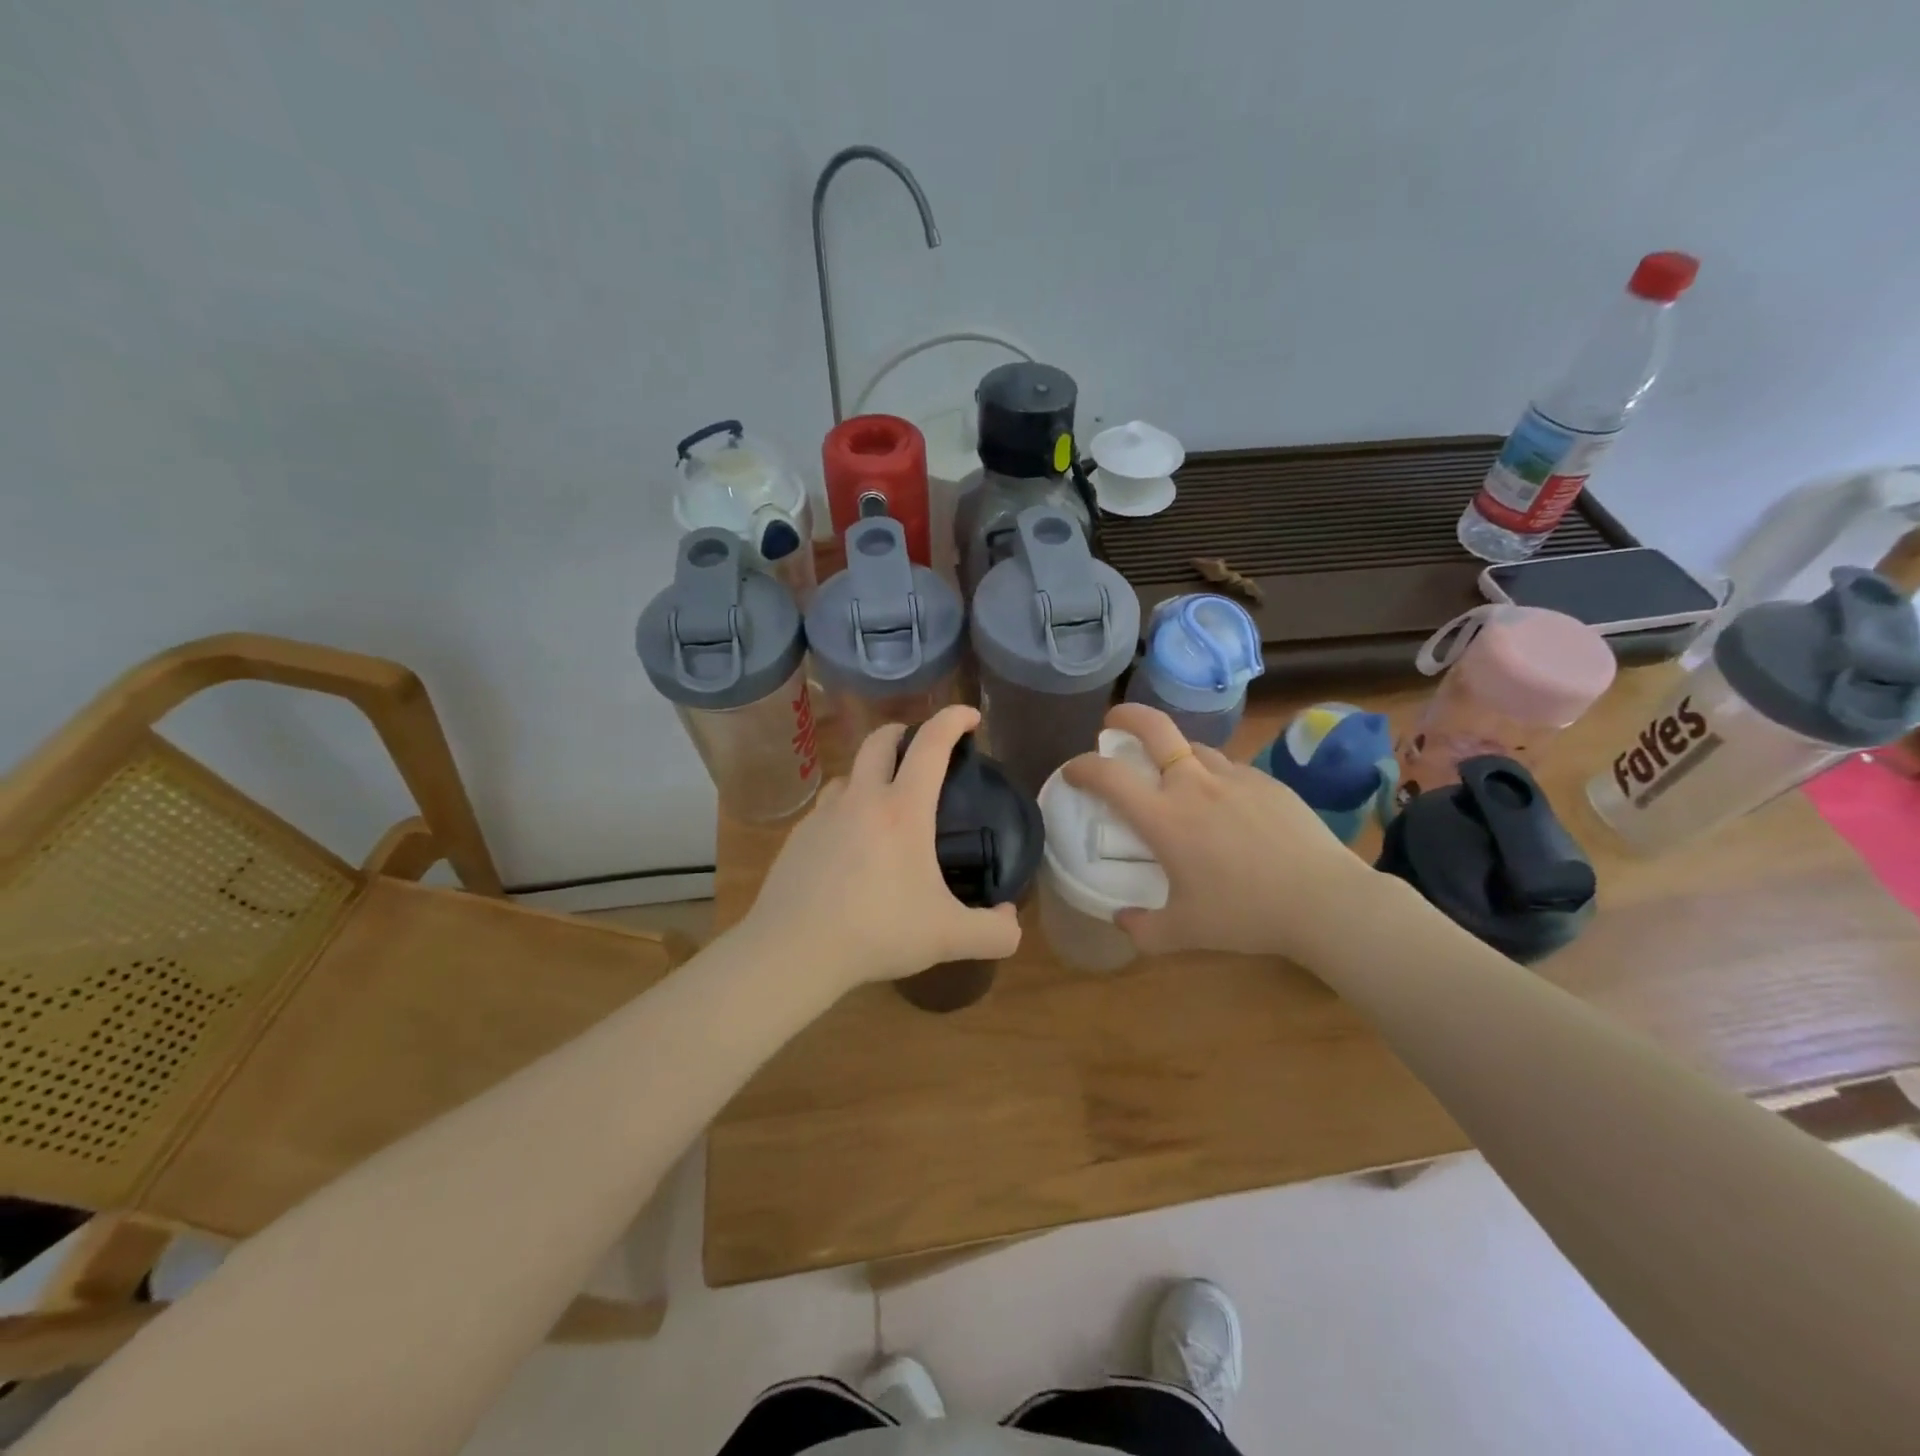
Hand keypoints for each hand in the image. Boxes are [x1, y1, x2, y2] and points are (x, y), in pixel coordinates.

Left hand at [739, 705, 1021, 993]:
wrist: (794, 951)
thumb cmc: (877, 932)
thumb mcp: (949, 937)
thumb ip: (994, 931)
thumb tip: (1011, 920)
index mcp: (902, 810)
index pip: (931, 745)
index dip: (953, 720)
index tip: (970, 716)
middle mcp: (860, 800)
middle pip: (879, 741)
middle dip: (904, 732)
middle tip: (921, 747)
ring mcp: (823, 816)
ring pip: (848, 773)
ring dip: (870, 772)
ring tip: (884, 800)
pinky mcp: (797, 838)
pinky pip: (826, 809)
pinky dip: (845, 810)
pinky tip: (850, 846)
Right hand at [1061, 703, 1378, 962]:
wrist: (1325, 901)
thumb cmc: (1245, 915)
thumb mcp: (1184, 933)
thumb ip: (1143, 930)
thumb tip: (1122, 920)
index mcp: (1164, 817)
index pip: (1108, 776)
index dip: (1081, 767)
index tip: (1072, 772)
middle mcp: (1194, 785)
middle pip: (1154, 727)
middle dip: (1126, 717)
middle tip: (1112, 724)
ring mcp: (1234, 778)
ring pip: (1194, 748)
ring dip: (1174, 754)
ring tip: (1174, 778)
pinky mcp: (1268, 782)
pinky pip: (1229, 770)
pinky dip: (1213, 778)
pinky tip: (1225, 807)